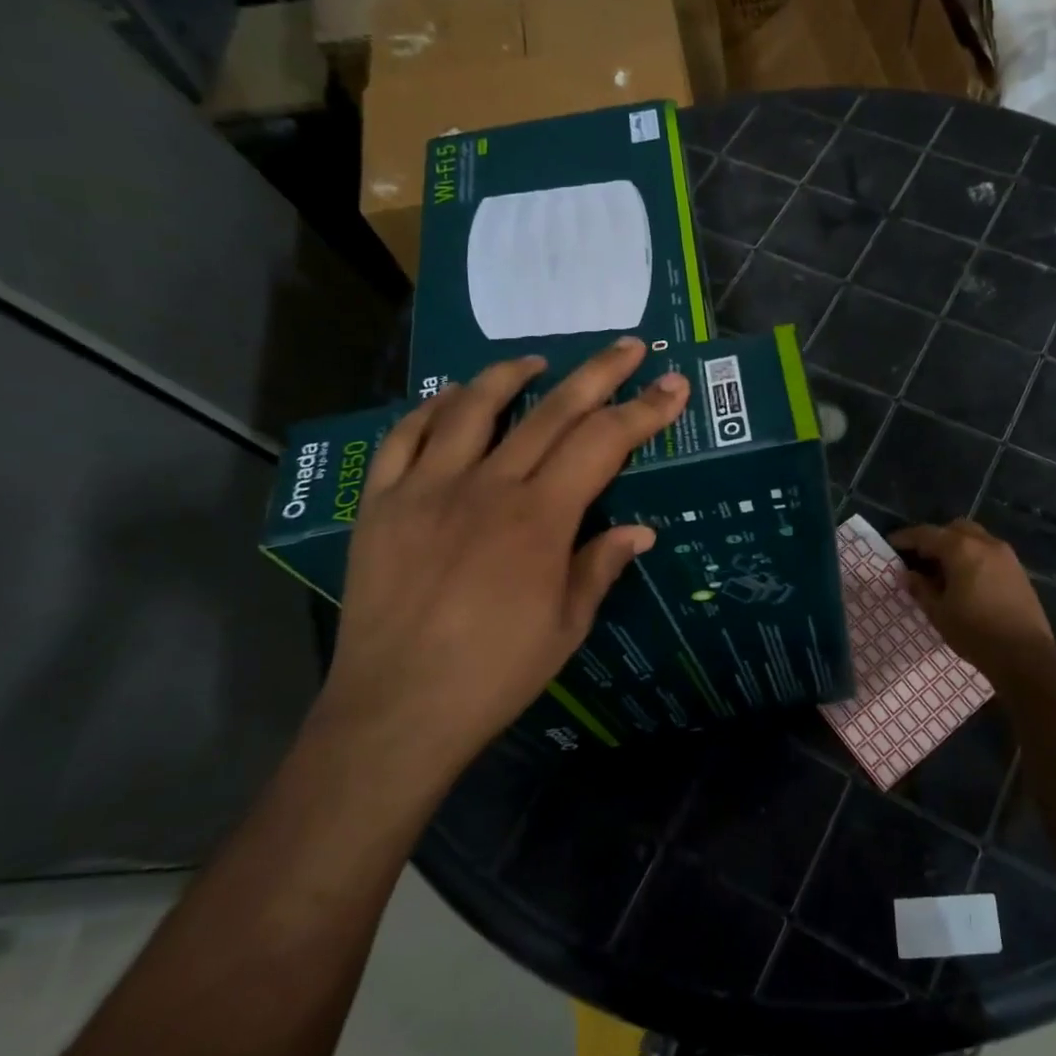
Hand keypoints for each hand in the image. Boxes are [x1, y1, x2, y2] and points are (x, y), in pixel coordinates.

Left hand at [313, 338, 688, 774]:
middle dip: (598, 373)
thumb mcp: (567, 625)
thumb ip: (600, 565)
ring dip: (512, 375)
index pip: (603, 443)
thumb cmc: (495, 674)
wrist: (396, 710)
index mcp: (540, 518)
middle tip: (628, 346)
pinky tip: (451, 399)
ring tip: (538, 361)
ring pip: (473, 408)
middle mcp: (487, 487)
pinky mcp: (381, 503)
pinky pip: (403, 438)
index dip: (643, 410)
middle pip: (551, 411)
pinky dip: (432, 409)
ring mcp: (427, 489)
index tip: (673, 384)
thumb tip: (640, 530)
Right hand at [890, 521, 1055, 678]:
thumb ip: (921, 589)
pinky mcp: (1018, 570)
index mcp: (961, 549)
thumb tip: (907, 575)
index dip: (906, 538)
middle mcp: (985, 543)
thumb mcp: (939, 612)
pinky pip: (989, 552)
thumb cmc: (975, 632)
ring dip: (957, 546)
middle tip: (920, 558)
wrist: (1025, 654)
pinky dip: (974, 556)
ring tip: (944, 570)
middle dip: (936, 538)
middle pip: (954, 529)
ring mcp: (1006, 555)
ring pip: (975, 538)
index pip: (927, 534)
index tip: (891, 543)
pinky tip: (967, 580)